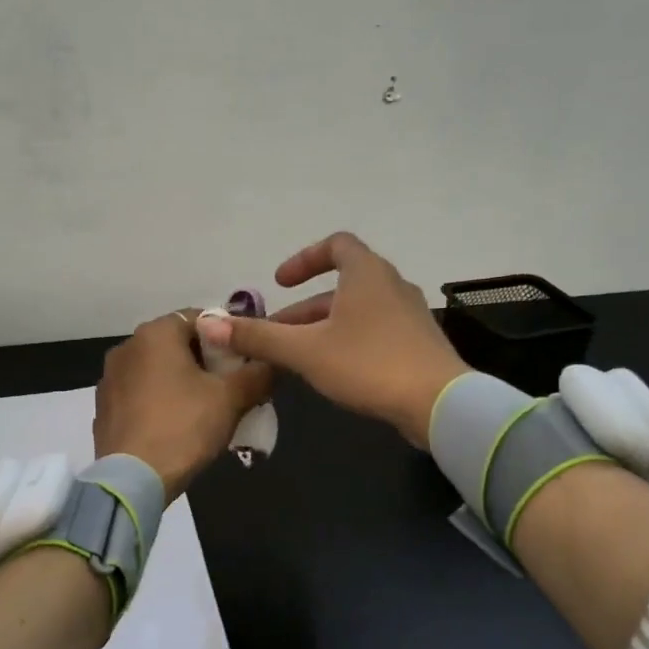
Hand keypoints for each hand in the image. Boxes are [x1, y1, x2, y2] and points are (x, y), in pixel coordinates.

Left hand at [94, 311, 273, 501]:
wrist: (132, 480)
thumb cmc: (184, 427)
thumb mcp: (232, 398)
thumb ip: (258, 374)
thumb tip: (273, 362)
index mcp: (156, 333)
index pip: (201, 318)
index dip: (228, 338)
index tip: (245, 361)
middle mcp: (127, 346)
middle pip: (177, 344)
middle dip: (205, 361)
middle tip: (230, 388)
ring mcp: (110, 378)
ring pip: (157, 370)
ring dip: (181, 382)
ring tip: (205, 410)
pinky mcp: (104, 407)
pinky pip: (140, 394)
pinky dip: (159, 401)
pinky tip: (175, 427)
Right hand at [201, 233, 469, 446]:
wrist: (439, 403)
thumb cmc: (369, 364)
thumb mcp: (305, 350)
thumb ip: (258, 337)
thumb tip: (208, 324)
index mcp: (367, 273)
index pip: (336, 245)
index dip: (305, 259)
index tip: (280, 282)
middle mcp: (391, 285)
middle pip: (342, 285)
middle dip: (304, 309)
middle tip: (276, 334)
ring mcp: (410, 315)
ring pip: (357, 312)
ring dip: (324, 328)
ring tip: (297, 358)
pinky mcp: (418, 344)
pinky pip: (375, 332)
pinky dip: (348, 341)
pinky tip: (334, 373)